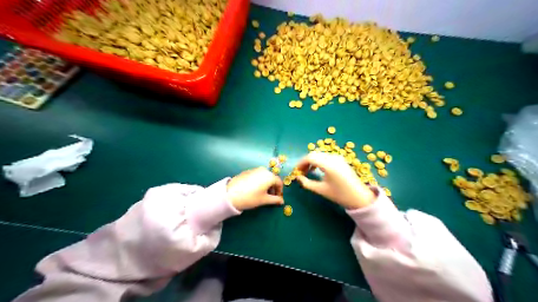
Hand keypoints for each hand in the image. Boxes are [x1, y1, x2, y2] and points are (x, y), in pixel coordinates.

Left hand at [227, 167, 285, 210]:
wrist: (230, 194)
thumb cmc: (251, 197)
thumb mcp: (264, 200)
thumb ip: (275, 200)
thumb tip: (282, 201)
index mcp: (269, 176)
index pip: (279, 182)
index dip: (280, 191)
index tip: (277, 199)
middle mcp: (263, 170)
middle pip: (272, 179)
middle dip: (273, 188)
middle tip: (270, 197)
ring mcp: (255, 170)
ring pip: (264, 177)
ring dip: (266, 185)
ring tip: (262, 194)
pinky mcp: (247, 171)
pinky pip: (257, 176)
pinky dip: (259, 182)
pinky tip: (254, 190)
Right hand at [294, 152, 374, 208]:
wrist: (359, 197)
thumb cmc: (340, 195)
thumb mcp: (321, 190)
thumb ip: (307, 183)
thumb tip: (297, 177)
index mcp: (329, 165)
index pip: (310, 157)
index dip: (300, 163)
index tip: (296, 171)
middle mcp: (333, 158)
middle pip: (314, 154)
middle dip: (305, 162)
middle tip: (300, 172)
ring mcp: (338, 158)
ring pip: (320, 155)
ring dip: (311, 161)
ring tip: (307, 172)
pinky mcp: (341, 160)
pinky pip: (326, 157)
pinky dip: (319, 161)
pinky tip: (317, 170)